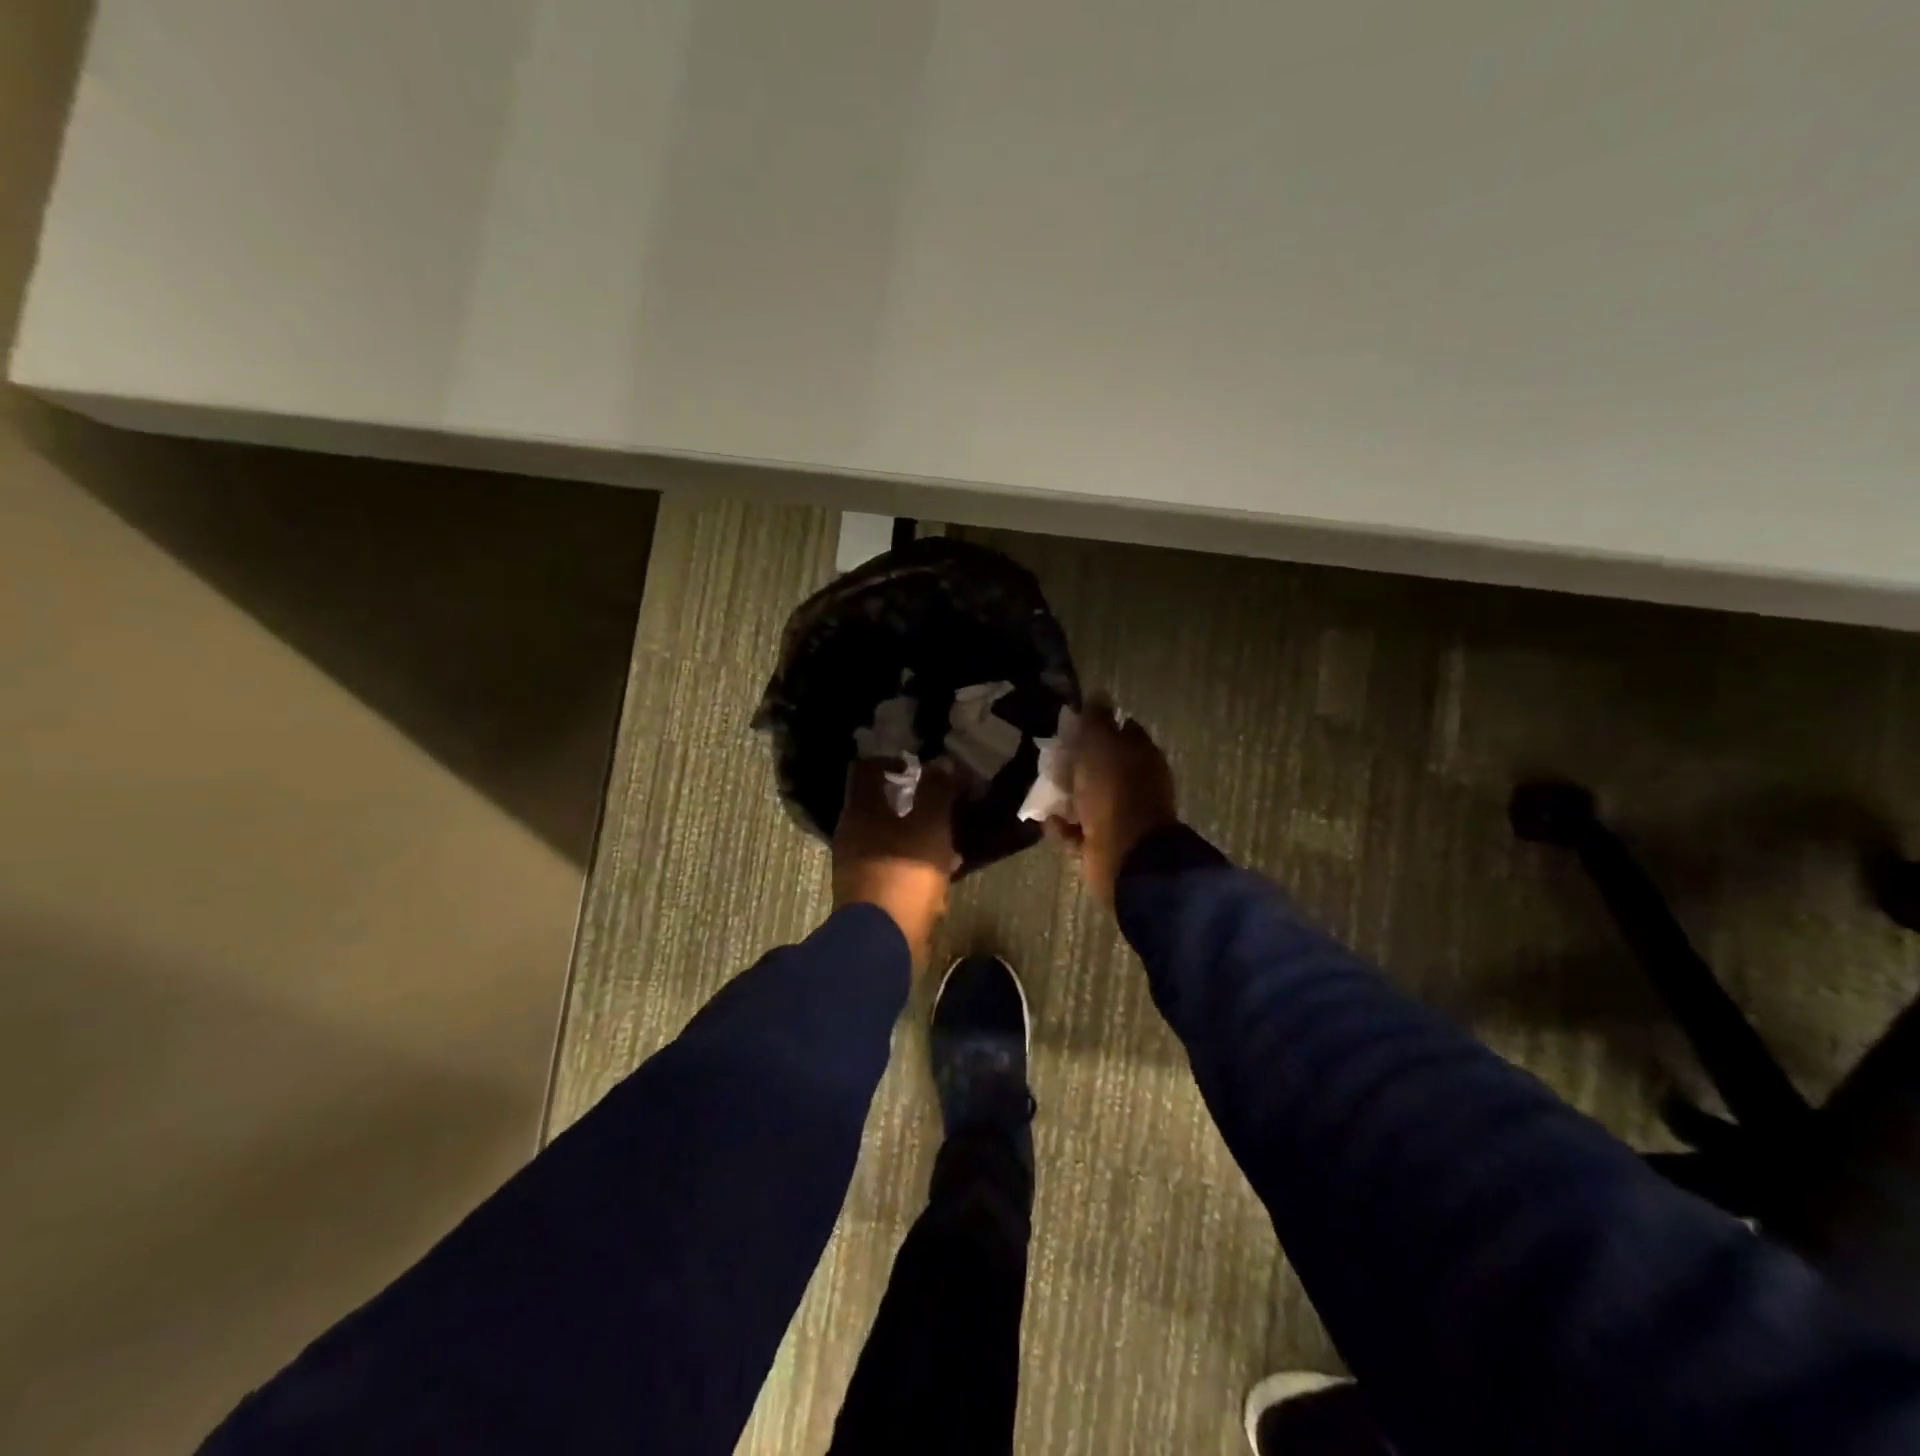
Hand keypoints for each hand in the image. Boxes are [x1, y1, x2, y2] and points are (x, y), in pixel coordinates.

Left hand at [832, 760, 959, 960]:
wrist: (882, 943)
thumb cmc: (904, 875)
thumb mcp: (929, 827)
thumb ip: (936, 792)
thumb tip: (940, 763)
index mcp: (860, 811)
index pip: (866, 769)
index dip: (891, 760)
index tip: (918, 765)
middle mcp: (851, 834)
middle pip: (878, 804)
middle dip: (910, 799)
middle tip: (940, 799)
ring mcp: (856, 865)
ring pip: (889, 836)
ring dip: (916, 831)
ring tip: (948, 836)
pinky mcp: (868, 892)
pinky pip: (893, 864)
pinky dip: (914, 861)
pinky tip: (941, 869)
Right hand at [1049, 699, 1176, 904]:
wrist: (1126, 856)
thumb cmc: (1114, 792)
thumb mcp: (1101, 745)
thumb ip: (1096, 720)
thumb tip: (1097, 694)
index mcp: (1141, 756)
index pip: (1120, 730)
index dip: (1096, 725)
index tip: (1070, 725)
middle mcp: (1134, 784)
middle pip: (1100, 766)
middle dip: (1074, 763)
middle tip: (1050, 759)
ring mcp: (1120, 816)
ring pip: (1086, 798)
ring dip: (1064, 796)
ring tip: (1043, 791)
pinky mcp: (1103, 843)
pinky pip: (1077, 830)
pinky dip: (1062, 826)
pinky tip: (1048, 821)